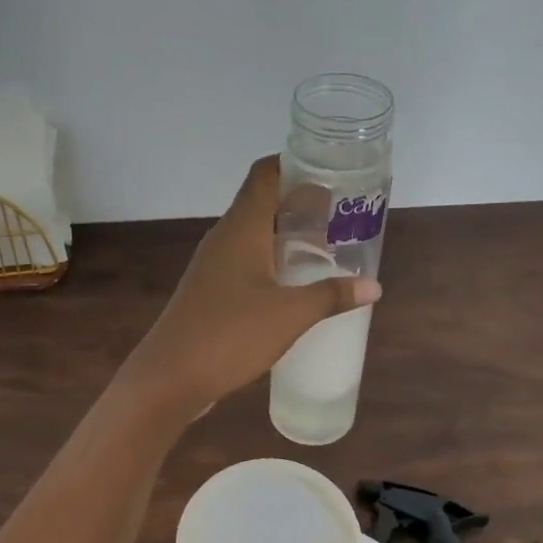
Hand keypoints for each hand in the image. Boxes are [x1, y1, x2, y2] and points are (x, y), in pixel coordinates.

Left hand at [120, 156, 380, 418]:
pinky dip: (271, 262)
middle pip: (262, 202)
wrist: (169, 377)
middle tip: (340, 216)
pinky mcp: (209, 291)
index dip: (295, 165)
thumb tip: (373, 286)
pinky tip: (292, 286)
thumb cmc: (229, 335)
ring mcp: (212, 265)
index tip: (330, 172)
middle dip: (300, 204)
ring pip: (253, 235)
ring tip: (324, 250)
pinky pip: (245, 262)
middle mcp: (224, 238)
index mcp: (242, 228)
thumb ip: (331, 296)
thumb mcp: (290, 315)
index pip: (265, 174)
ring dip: (286, 236)